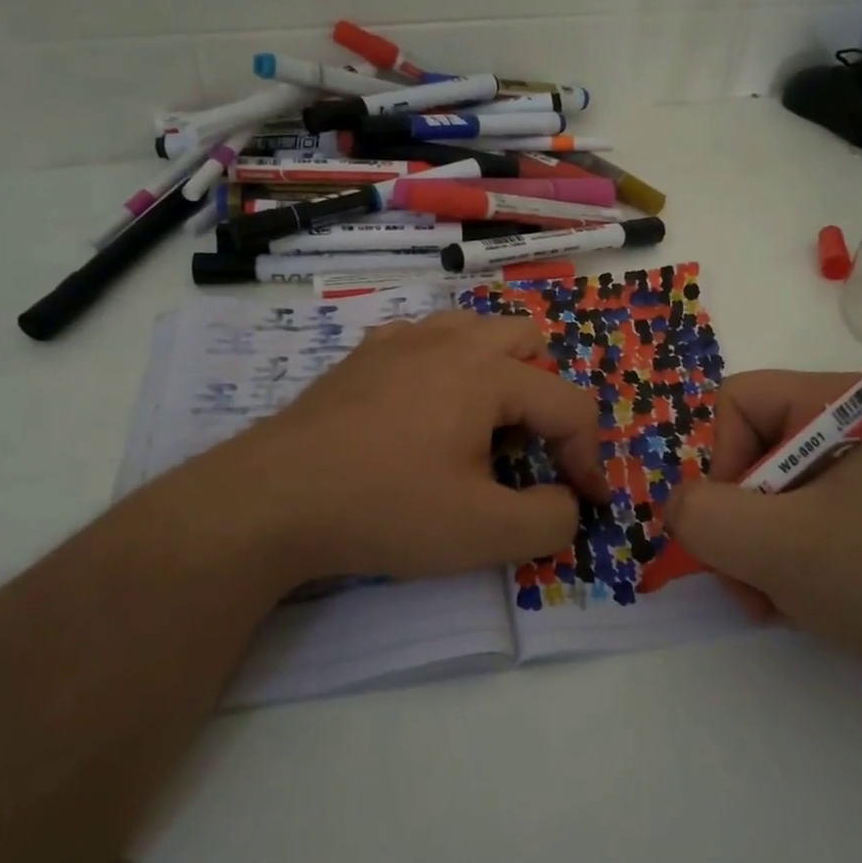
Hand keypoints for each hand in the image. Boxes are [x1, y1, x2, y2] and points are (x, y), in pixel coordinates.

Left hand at [156, 311, 608, 593]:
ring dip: (498, 372)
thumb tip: (565, 500)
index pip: (570, 404)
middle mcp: (449, 340)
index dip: (589, 457)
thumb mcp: (484, 533)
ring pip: (476, 330)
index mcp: (487, 372)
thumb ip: (550, 519)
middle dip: (545, 395)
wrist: (272, 499)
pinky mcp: (364, 355)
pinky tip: (423, 415)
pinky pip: (427, 341)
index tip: (583, 502)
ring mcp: (401, 340)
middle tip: (525, 450)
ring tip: (479, 428)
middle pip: (530, 341)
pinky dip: (447, 369)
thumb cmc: (385, 508)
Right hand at [666, 370, 861, 700]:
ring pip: (766, 496)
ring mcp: (861, 476)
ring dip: (752, 551)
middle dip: (734, 521)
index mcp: (836, 403)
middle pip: (747, 452)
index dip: (717, 459)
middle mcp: (846, 428)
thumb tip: (677, 508)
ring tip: (769, 601)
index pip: (735, 402)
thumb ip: (704, 517)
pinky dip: (782, 563)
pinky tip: (795, 604)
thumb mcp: (780, 545)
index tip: (733, 524)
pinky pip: (797, 524)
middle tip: (743, 579)